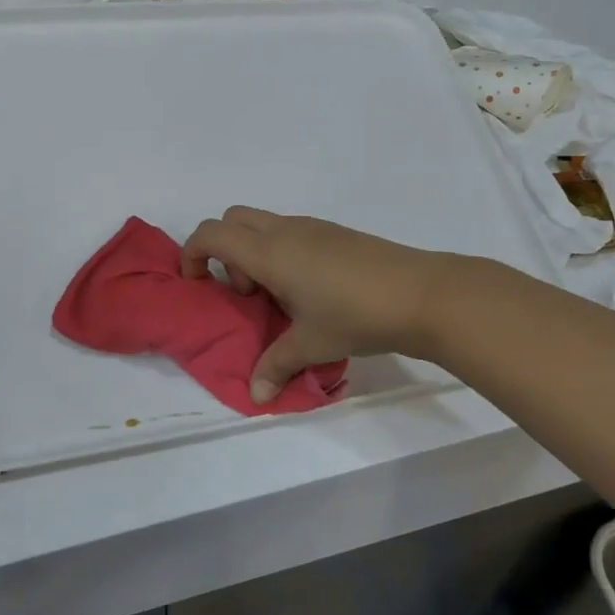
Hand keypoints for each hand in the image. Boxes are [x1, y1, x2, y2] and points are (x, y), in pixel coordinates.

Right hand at [180, 207, 450, 402]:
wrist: (421, 294)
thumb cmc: (355, 316)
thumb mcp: (311, 344)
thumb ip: (276, 365)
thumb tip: (257, 395)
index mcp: (269, 252)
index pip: (212, 233)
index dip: (193, 254)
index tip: (198, 285)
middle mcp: (286, 231)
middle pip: (233, 220)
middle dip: (224, 251)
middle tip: (245, 293)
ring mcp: (314, 228)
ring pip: (264, 225)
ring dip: (255, 254)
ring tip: (280, 298)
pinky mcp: (336, 233)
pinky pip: (291, 233)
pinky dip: (282, 253)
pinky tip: (310, 292)